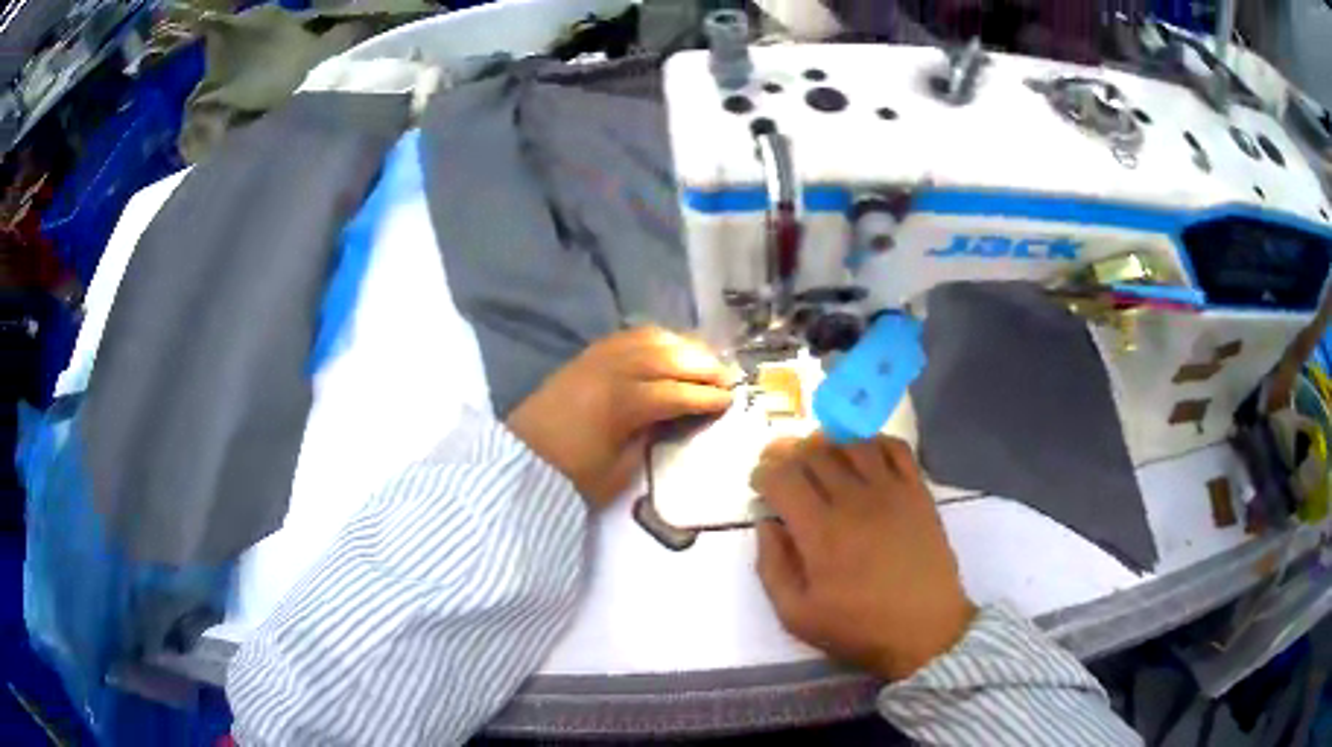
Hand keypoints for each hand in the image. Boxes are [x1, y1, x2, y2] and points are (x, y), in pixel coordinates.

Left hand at [507, 327, 735, 507]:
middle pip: (669, 358)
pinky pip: (629, 335)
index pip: (676, 393)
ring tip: (705, 359)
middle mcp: (613, 371)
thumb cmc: (570, 475)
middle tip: (728, 377)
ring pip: (651, 340)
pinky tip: (670, 347)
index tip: (729, 401)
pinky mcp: (587, 354)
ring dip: (683, 346)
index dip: (706, 397)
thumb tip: (673, 421)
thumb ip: (650, 441)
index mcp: (622, 405)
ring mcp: (599, 357)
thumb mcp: (619, 472)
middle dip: (704, 366)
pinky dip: (656, 338)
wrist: (521, 458)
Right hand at [750, 434, 975, 679]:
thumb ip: (771, 567)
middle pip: (813, 453)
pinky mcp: (918, 491)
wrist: (925, 629)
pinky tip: (862, 454)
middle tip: (780, 466)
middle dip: (786, 453)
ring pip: (851, 443)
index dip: (762, 473)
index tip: (758, 485)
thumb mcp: (796, 614)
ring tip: (818, 457)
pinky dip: (872, 441)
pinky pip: (894, 447)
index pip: (783, 477)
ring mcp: (891, 491)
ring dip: (827, 443)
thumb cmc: (859, 627)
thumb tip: (766, 524)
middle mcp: (854, 500)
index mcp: (820, 531)